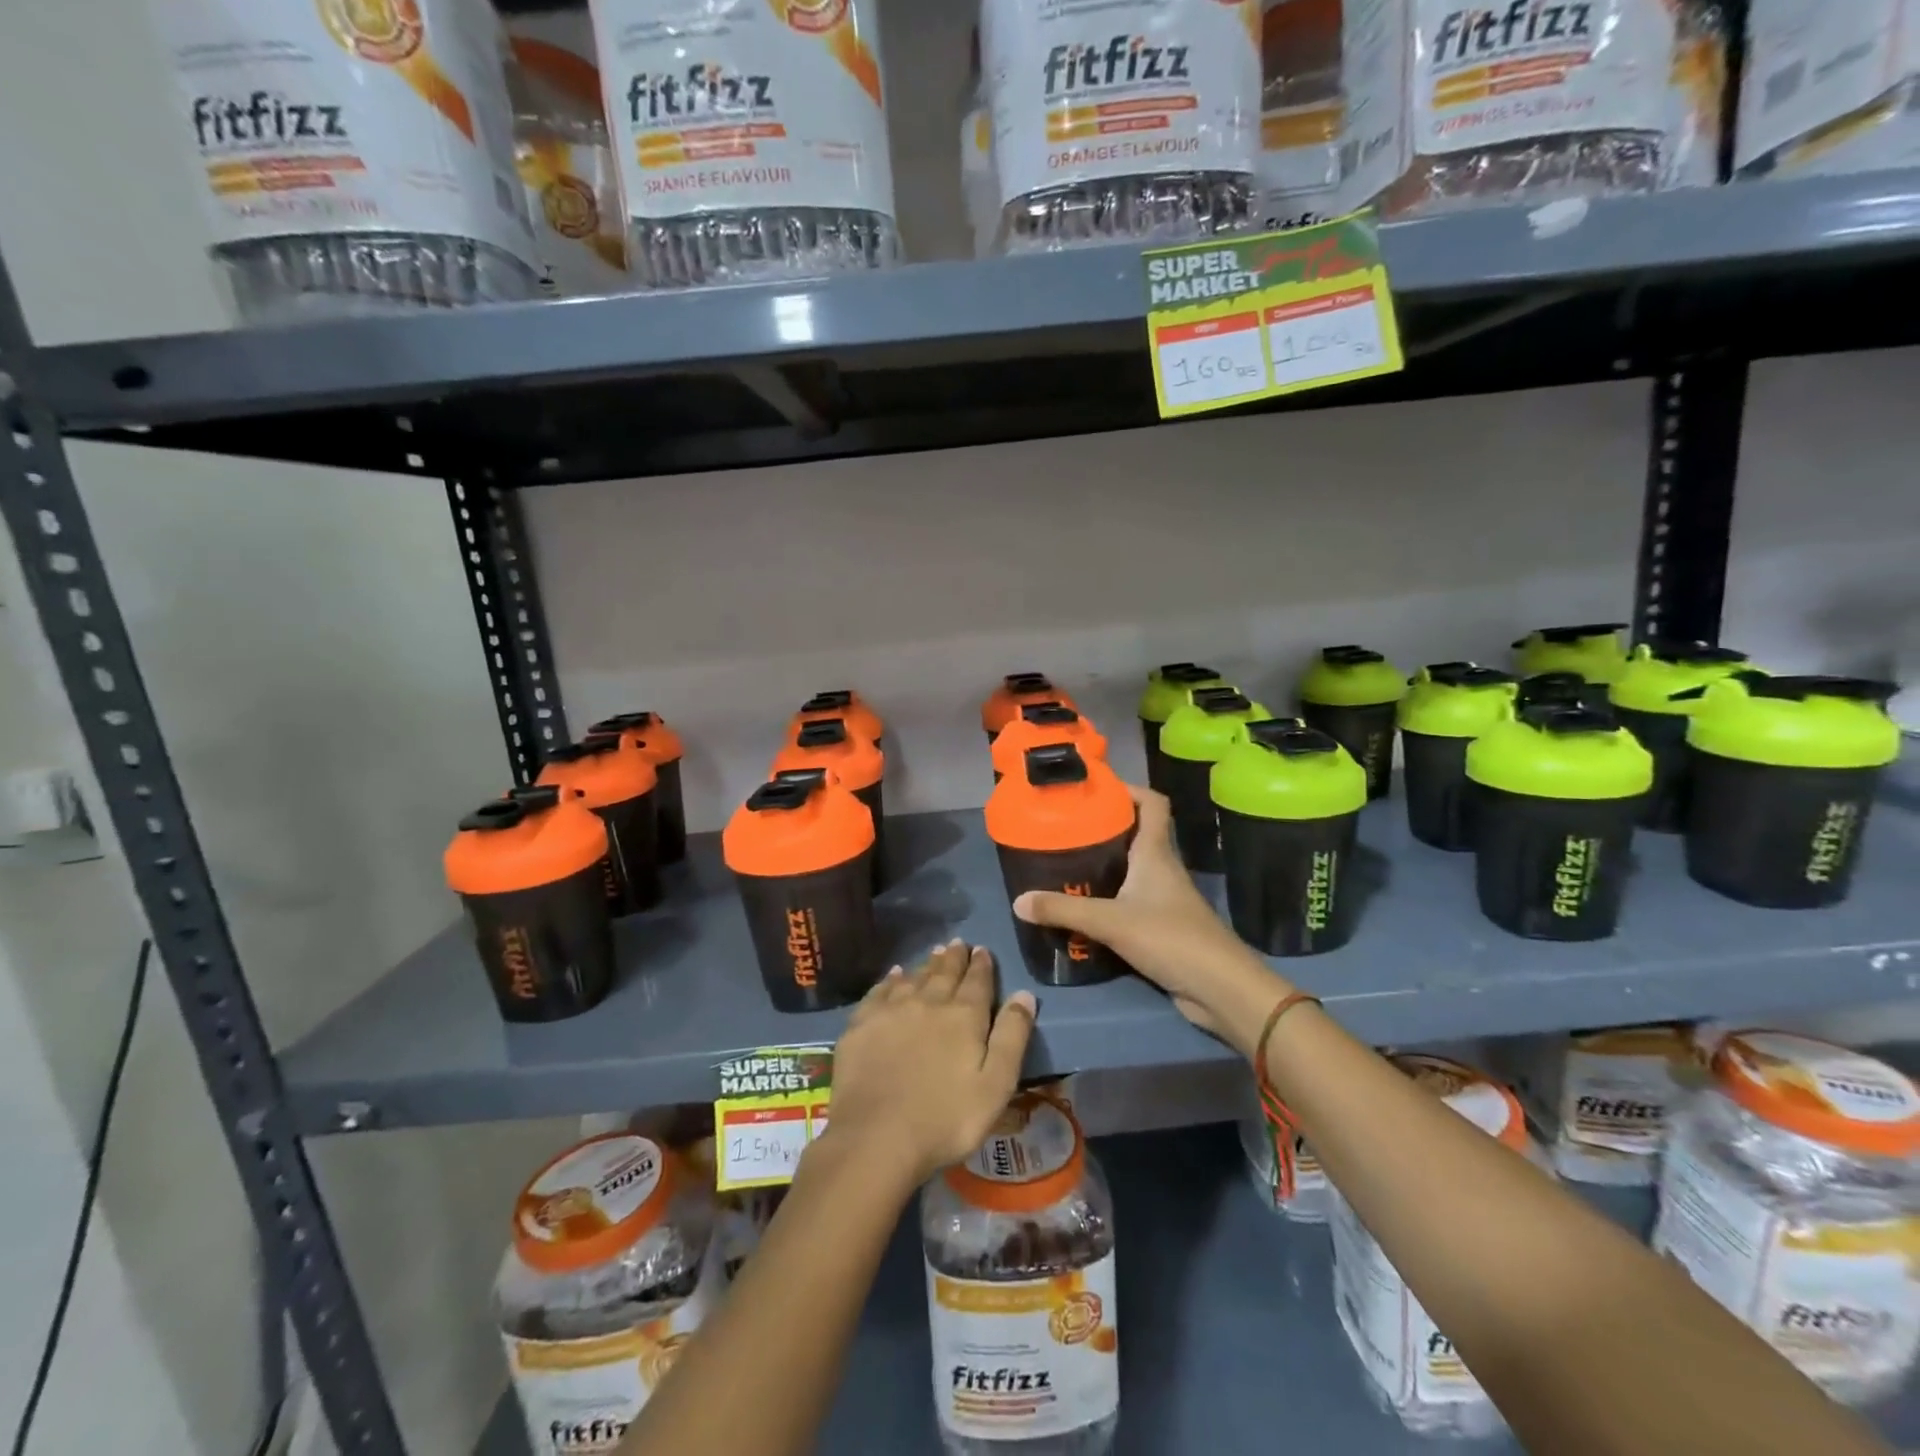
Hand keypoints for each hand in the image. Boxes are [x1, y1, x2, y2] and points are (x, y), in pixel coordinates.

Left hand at [824, 941, 1037, 1186]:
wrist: (876, 1136)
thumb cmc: (946, 1119)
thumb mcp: (996, 1085)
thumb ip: (1012, 1037)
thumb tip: (1024, 994)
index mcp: (964, 1016)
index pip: (977, 981)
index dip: (982, 965)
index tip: (982, 949)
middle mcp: (928, 1002)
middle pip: (944, 973)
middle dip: (954, 958)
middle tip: (958, 943)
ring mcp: (891, 1010)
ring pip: (914, 977)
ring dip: (926, 964)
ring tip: (933, 953)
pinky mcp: (862, 1024)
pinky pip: (880, 991)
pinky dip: (891, 979)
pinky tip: (895, 975)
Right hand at [1012, 786, 1289, 1048]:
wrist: (1220, 989)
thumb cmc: (1171, 939)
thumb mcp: (1111, 921)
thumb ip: (1063, 910)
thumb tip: (1018, 901)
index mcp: (1156, 853)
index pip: (1153, 803)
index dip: (1128, 788)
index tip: (1093, 788)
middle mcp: (1161, 868)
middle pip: (1136, 833)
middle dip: (1103, 826)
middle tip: (1064, 827)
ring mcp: (1163, 898)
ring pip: (1131, 868)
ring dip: (1103, 863)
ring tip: (1064, 862)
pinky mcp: (1160, 926)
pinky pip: (1129, 900)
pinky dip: (1107, 897)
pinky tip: (1081, 906)